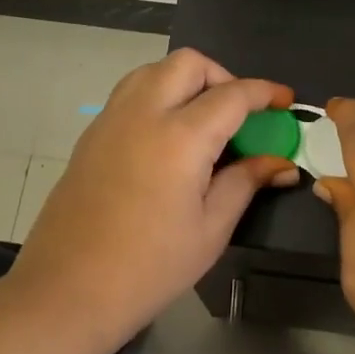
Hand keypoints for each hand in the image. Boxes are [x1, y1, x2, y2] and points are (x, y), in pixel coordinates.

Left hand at [9, 49, 298, 343]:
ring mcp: (110, 121)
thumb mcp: (211, 229)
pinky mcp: (91, 136)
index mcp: (180, 137)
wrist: (68, 290)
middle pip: (188, 63)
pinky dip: (158, 96)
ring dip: (185, 81)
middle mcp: (143, 114)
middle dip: (222, 76)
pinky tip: (167, 139)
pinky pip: (130, 94)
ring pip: (153, 71)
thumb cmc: (150, 267)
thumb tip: (282, 162)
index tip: (286, 101)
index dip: (265, 93)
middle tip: (239, 113)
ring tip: (203, 121)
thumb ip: (246, 183)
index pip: (232, 95)